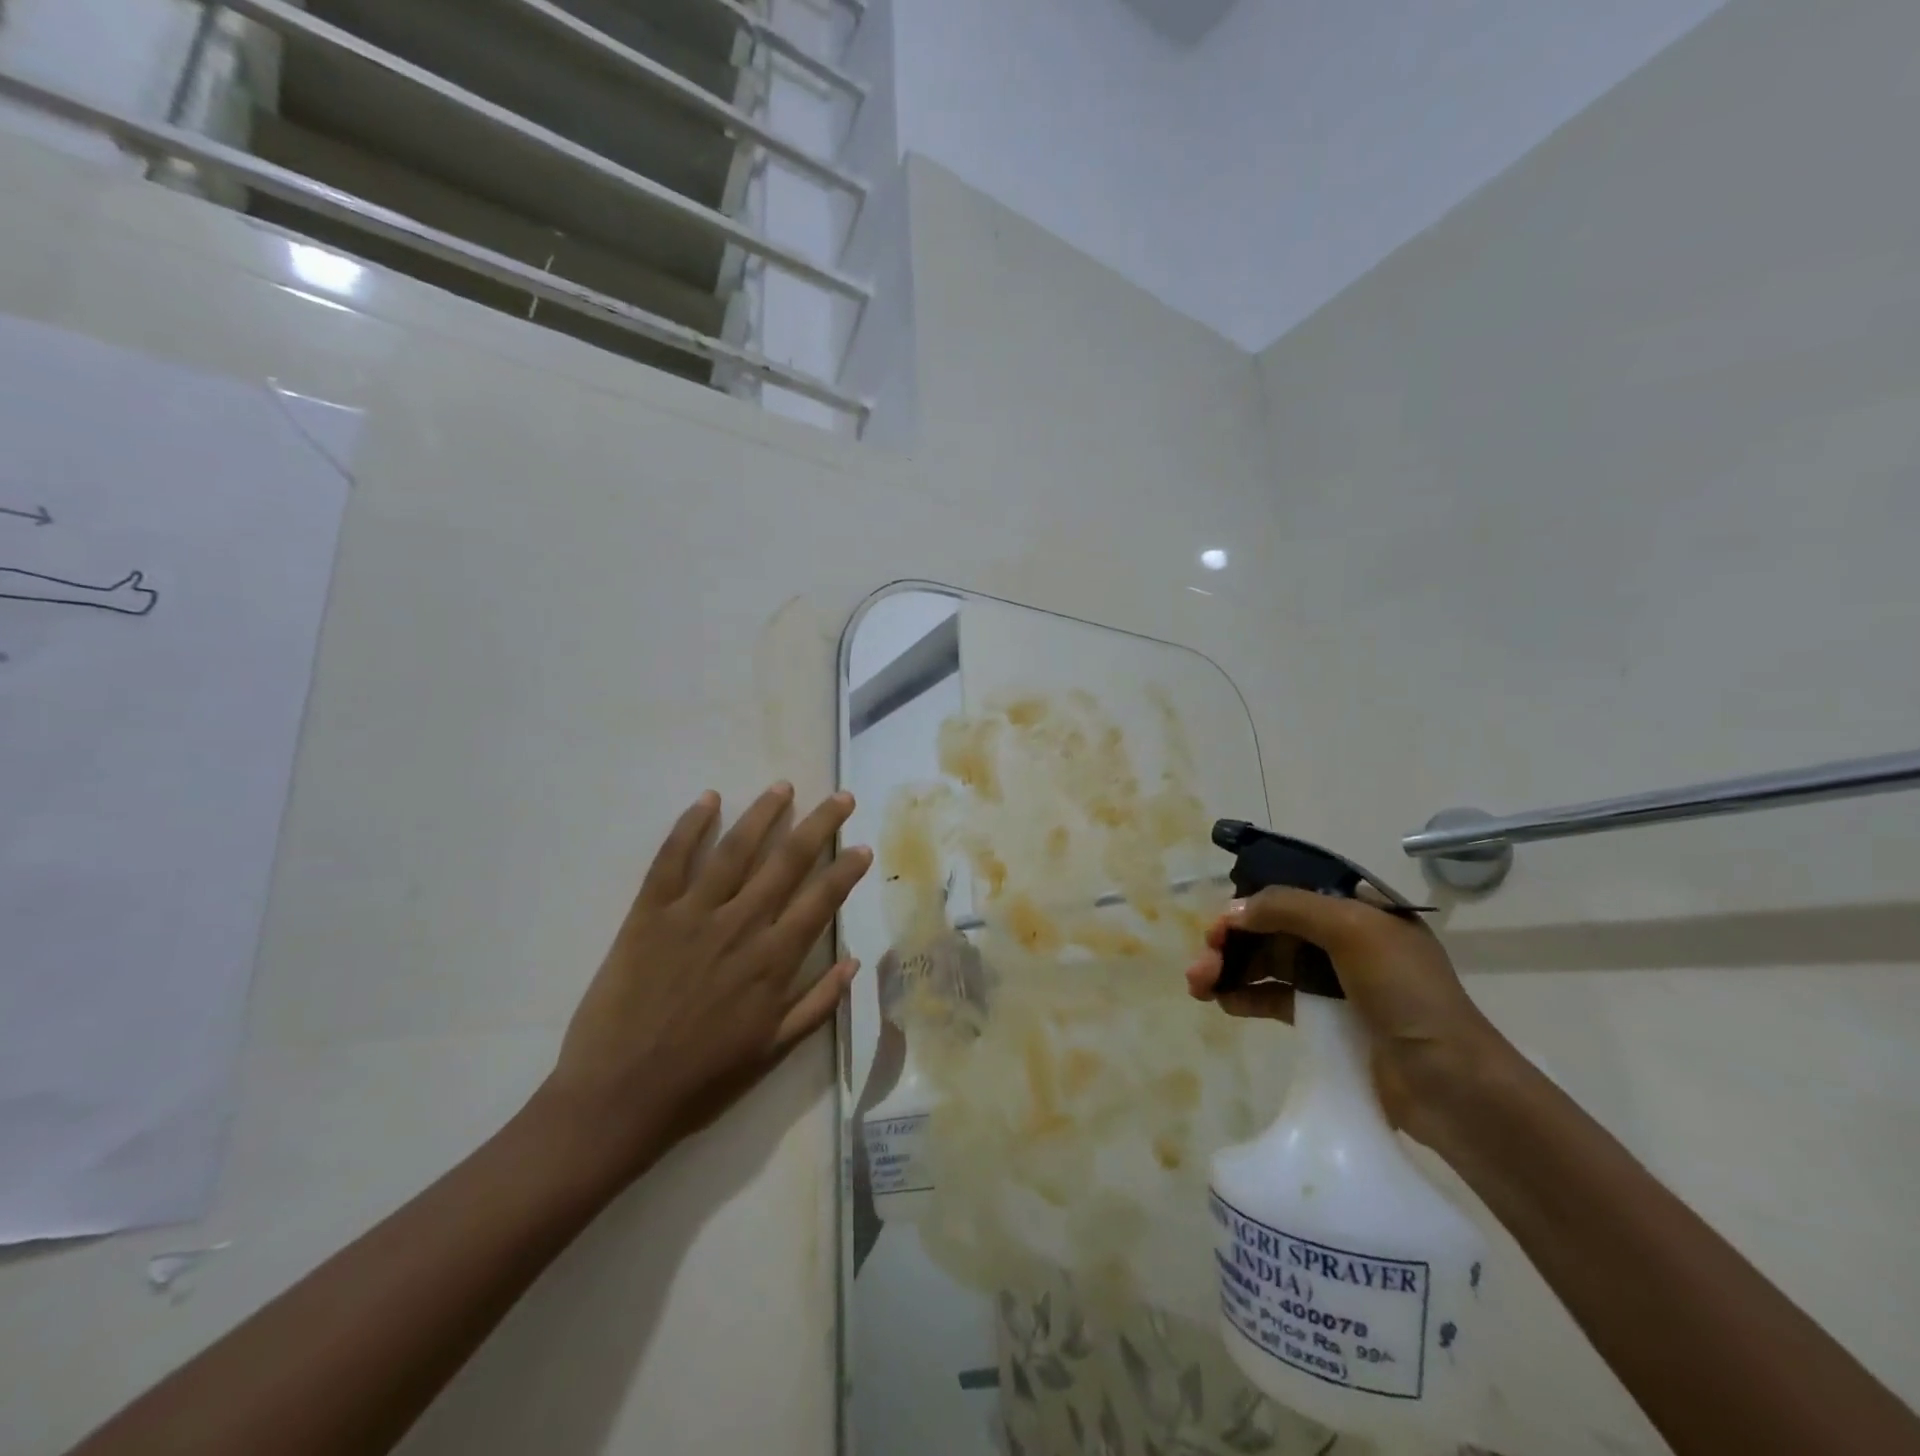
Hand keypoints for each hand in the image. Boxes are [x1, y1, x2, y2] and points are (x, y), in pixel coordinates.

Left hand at [537, 784, 872, 1179]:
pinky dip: (690, 826)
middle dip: (818, 825)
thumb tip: (855, 963)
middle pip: (787, 862)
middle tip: (840, 797)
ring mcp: (693, 915)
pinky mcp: (648, 914)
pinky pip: (671, 859)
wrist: (617, 1098)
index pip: (820, 901)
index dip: (845, 871)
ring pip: (735, 850)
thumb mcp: (771, 1052)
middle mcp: (740, 926)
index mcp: (773, 961)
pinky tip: (709, 799)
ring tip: (782, 788)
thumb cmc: (700, 1080)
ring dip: (762, 814)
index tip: (862, 846)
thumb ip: (817, 1005)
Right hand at [1186, 889, 1516, 1145]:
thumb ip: (1289, 909)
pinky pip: (1277, 999)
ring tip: (1198, 986)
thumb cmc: (1407, 995)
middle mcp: (1346, 940)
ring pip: (1270, 964)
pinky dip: (1247, 997)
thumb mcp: (1353, 930)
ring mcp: (1337, 983)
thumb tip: (1232, 911)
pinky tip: (1223, 1004)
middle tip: (1201, 965)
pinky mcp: (1327, 1021)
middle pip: (1273, 930)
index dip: (1249, 905)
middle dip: (1232, 942)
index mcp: (1360, 910)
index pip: (1290, 894)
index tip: (1217, 927)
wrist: (1450, 1085)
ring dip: (1231, 969)